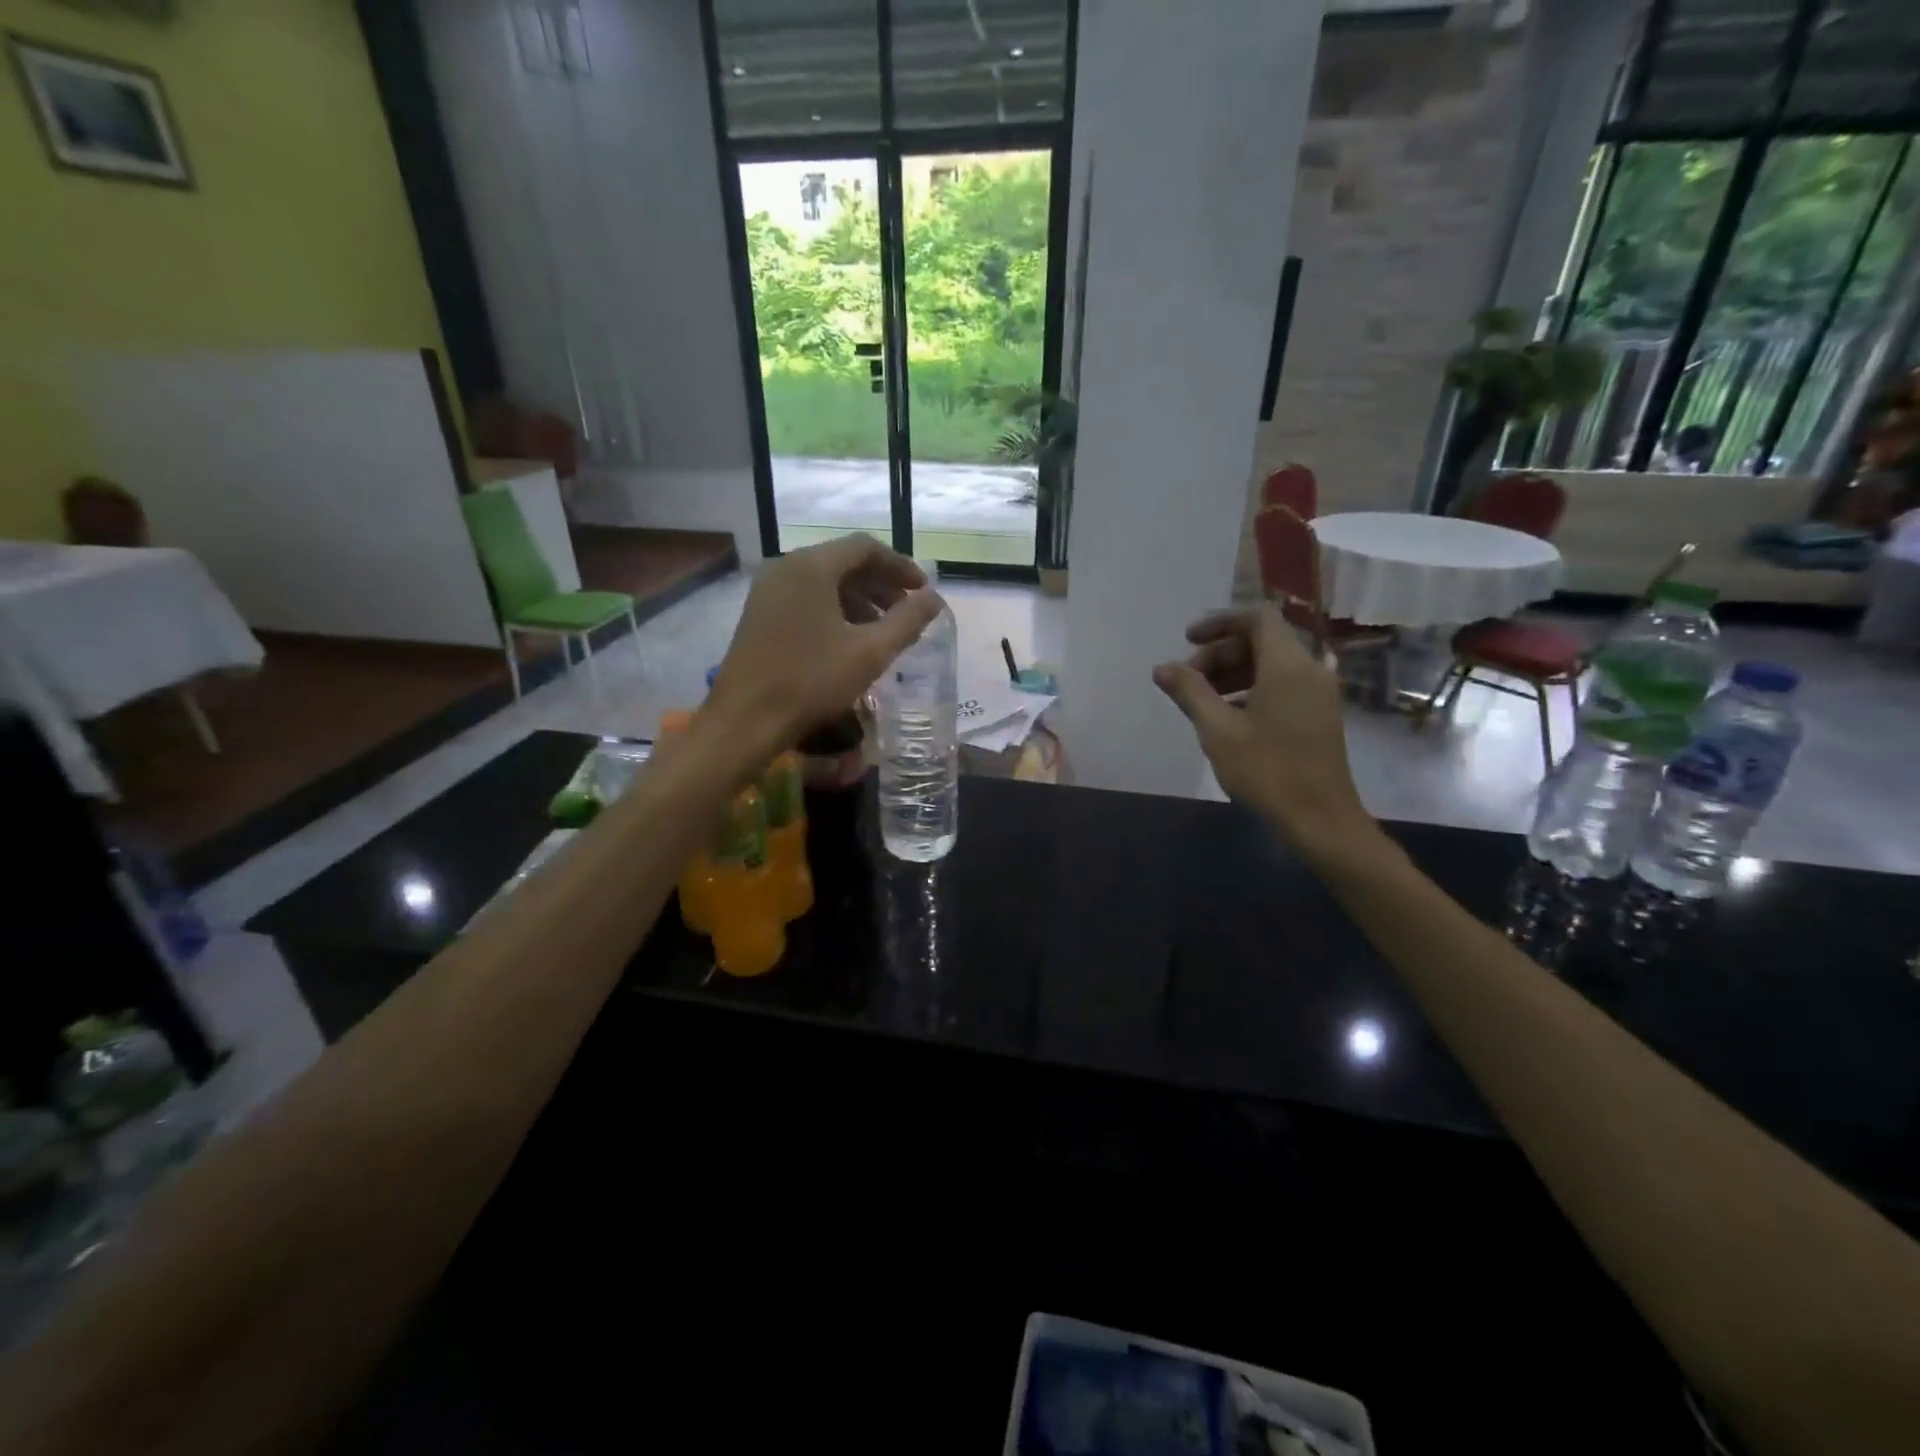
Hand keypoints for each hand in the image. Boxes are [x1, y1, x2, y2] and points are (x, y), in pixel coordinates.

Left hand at [705, 533, 941, 757]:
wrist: (746, 719)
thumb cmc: (812, 681)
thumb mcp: (870, 652)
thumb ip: (907, 620)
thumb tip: (934, 598)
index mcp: (812, 567)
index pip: (865, 547)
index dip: (900, 566)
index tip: (922, 591)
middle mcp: (786, 567)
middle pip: (843, 561)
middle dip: (880, 583)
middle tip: (907, 610)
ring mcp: (768, 589)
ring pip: (824, 580)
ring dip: (859, 598)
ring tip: (884, 629)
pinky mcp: (760, 612)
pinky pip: (806, 596)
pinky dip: (835, 608)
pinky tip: (850, 638)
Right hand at [1152, 607, 1376, 859]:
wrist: (1320, 819)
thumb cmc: (1267, 770)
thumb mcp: (1218, 730)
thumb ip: (1189, 692)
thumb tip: (1162, 667)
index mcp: (1288, 665)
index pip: (1257, 618)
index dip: (1220, 622)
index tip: (1187, 641)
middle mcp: (1309, 670)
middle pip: (1262, 641)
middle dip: (1221, 653)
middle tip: (1189, 680)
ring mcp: (1318, 694)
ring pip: (1272, 665)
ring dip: (1234, 672)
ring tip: (1202, 701)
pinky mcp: (1319, 715)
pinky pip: (1283, 685)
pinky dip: (1252, 689)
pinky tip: (1228, 718)